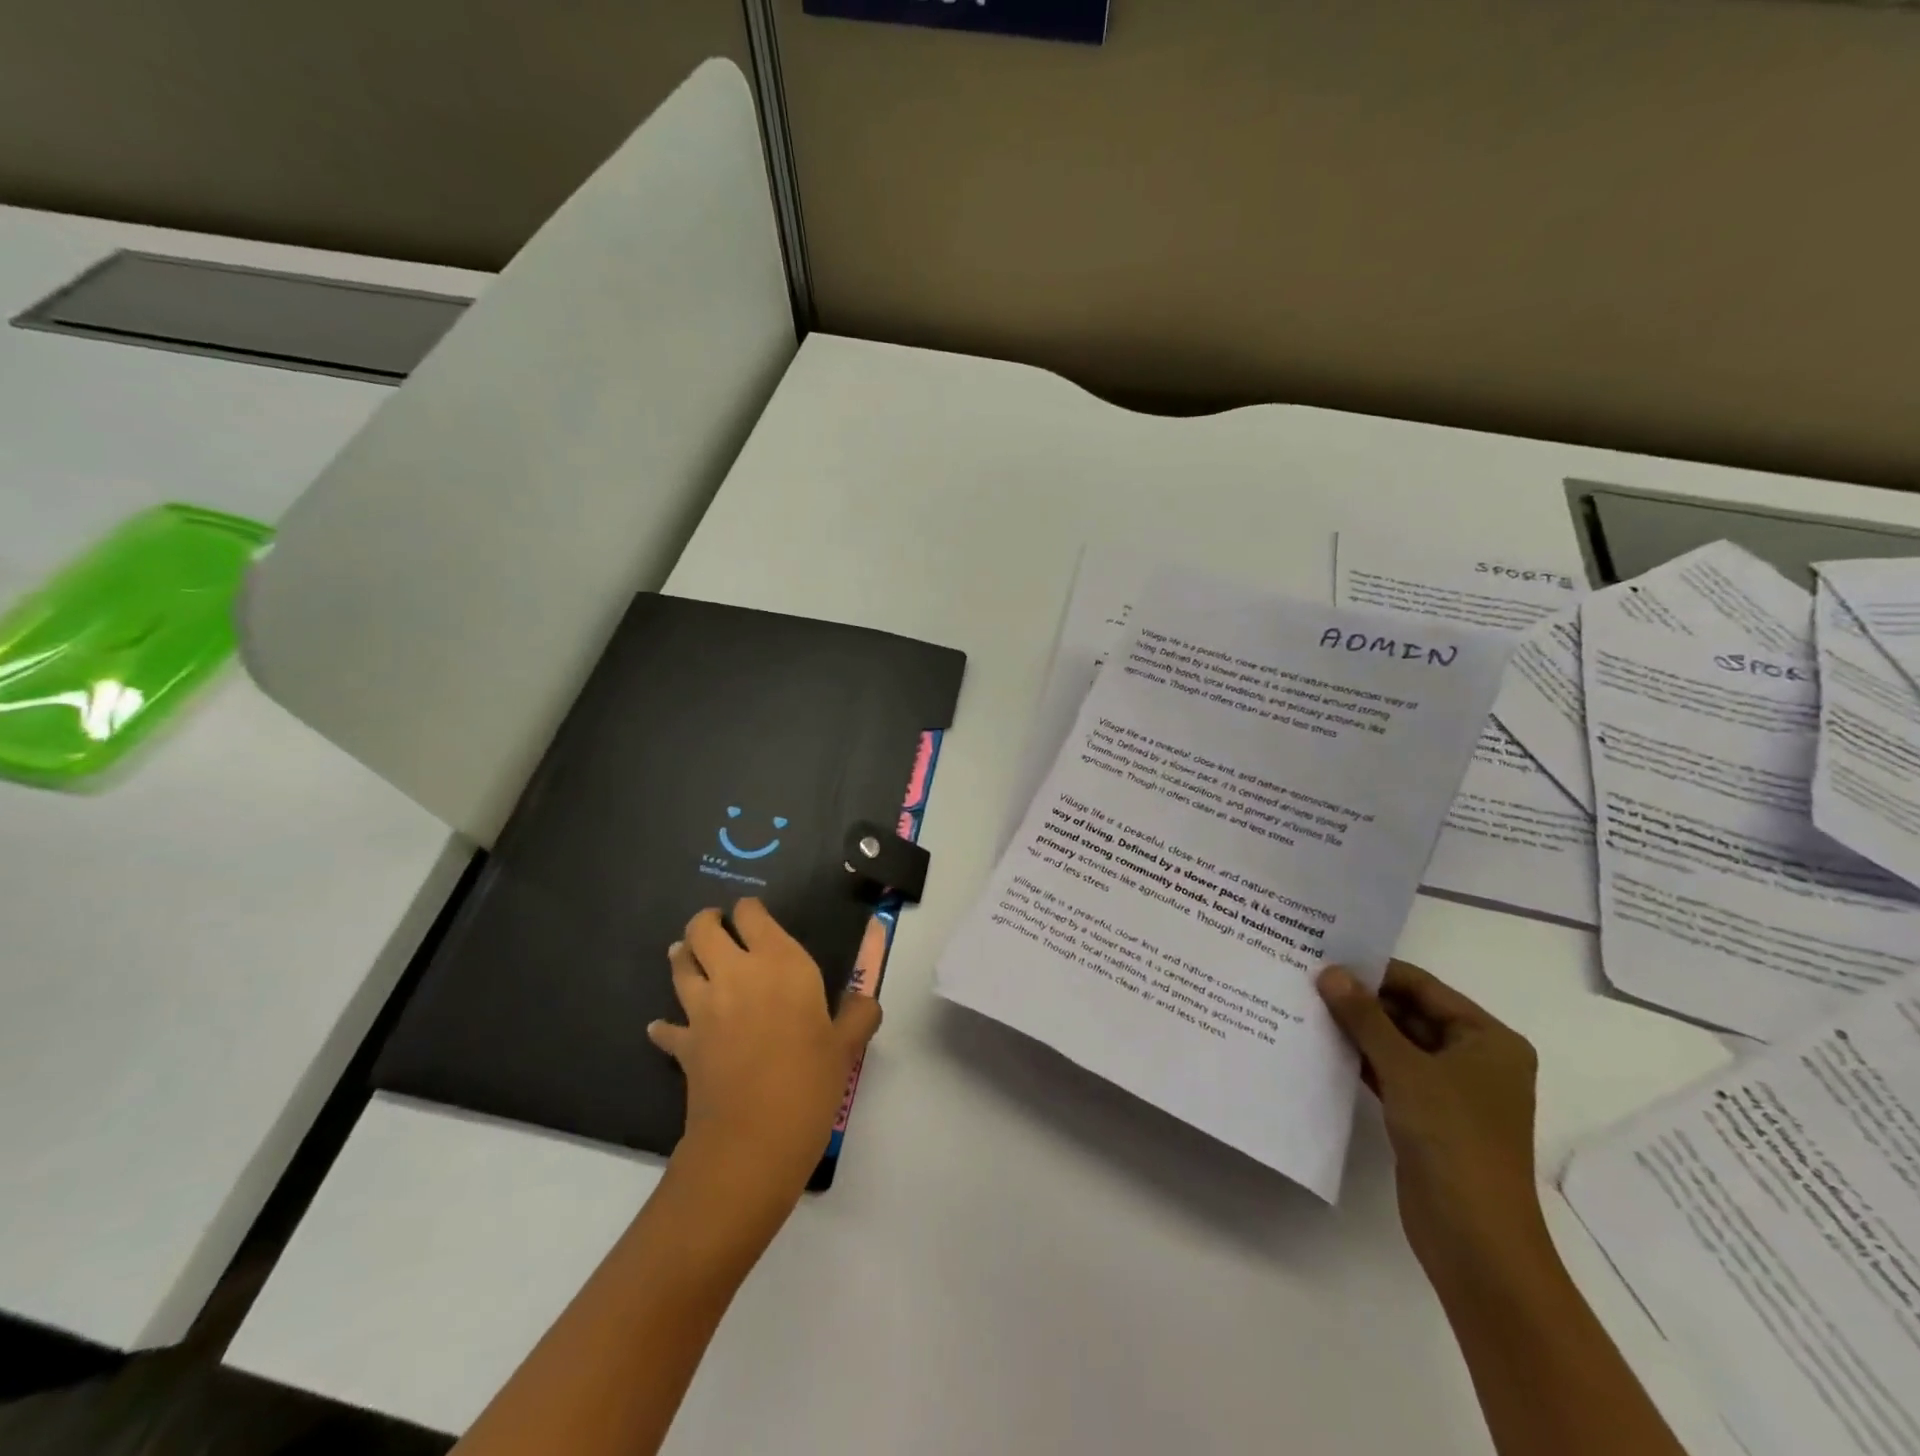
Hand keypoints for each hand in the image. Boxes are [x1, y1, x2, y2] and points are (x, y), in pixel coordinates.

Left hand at [649, 900, 882, 1205]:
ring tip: (686, 954)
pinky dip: (664, 1025)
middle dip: (707, 921)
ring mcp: (703, 1009)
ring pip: (679, 965)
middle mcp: (736, 974)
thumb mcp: (847, 1046)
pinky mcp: (684, 1045)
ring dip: (682, 955)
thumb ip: (858, 1014)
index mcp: (780, 963)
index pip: (752, 915)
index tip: (754, 915)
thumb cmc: (810, 1082)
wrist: (753, 1140)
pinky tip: (664, 1027)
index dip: (749, 909)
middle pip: (704, 929)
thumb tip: (866, 1000)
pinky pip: (666, 1028)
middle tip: (717, 925)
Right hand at [1317, 960, 1548, 1292]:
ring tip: (1306, 1004)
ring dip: (1357, 1029)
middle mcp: (1474, 1059)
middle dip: (1362, 1000)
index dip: (1375, 972)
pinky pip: (1390, 1072)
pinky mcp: (1427, 1116)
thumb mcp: (1405, 1069)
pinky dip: (1360, 1059)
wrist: (1474, 1238)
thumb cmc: (1453, 1139)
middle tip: (1307, 979)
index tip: (1325, 956)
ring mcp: (1451, 1090)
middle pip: (1410, 1013)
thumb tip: (1330, 972)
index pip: (1424, 987)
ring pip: (1396, 1043)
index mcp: (1488, 1040)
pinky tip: (1321, 1044)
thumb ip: (1365, 1017)